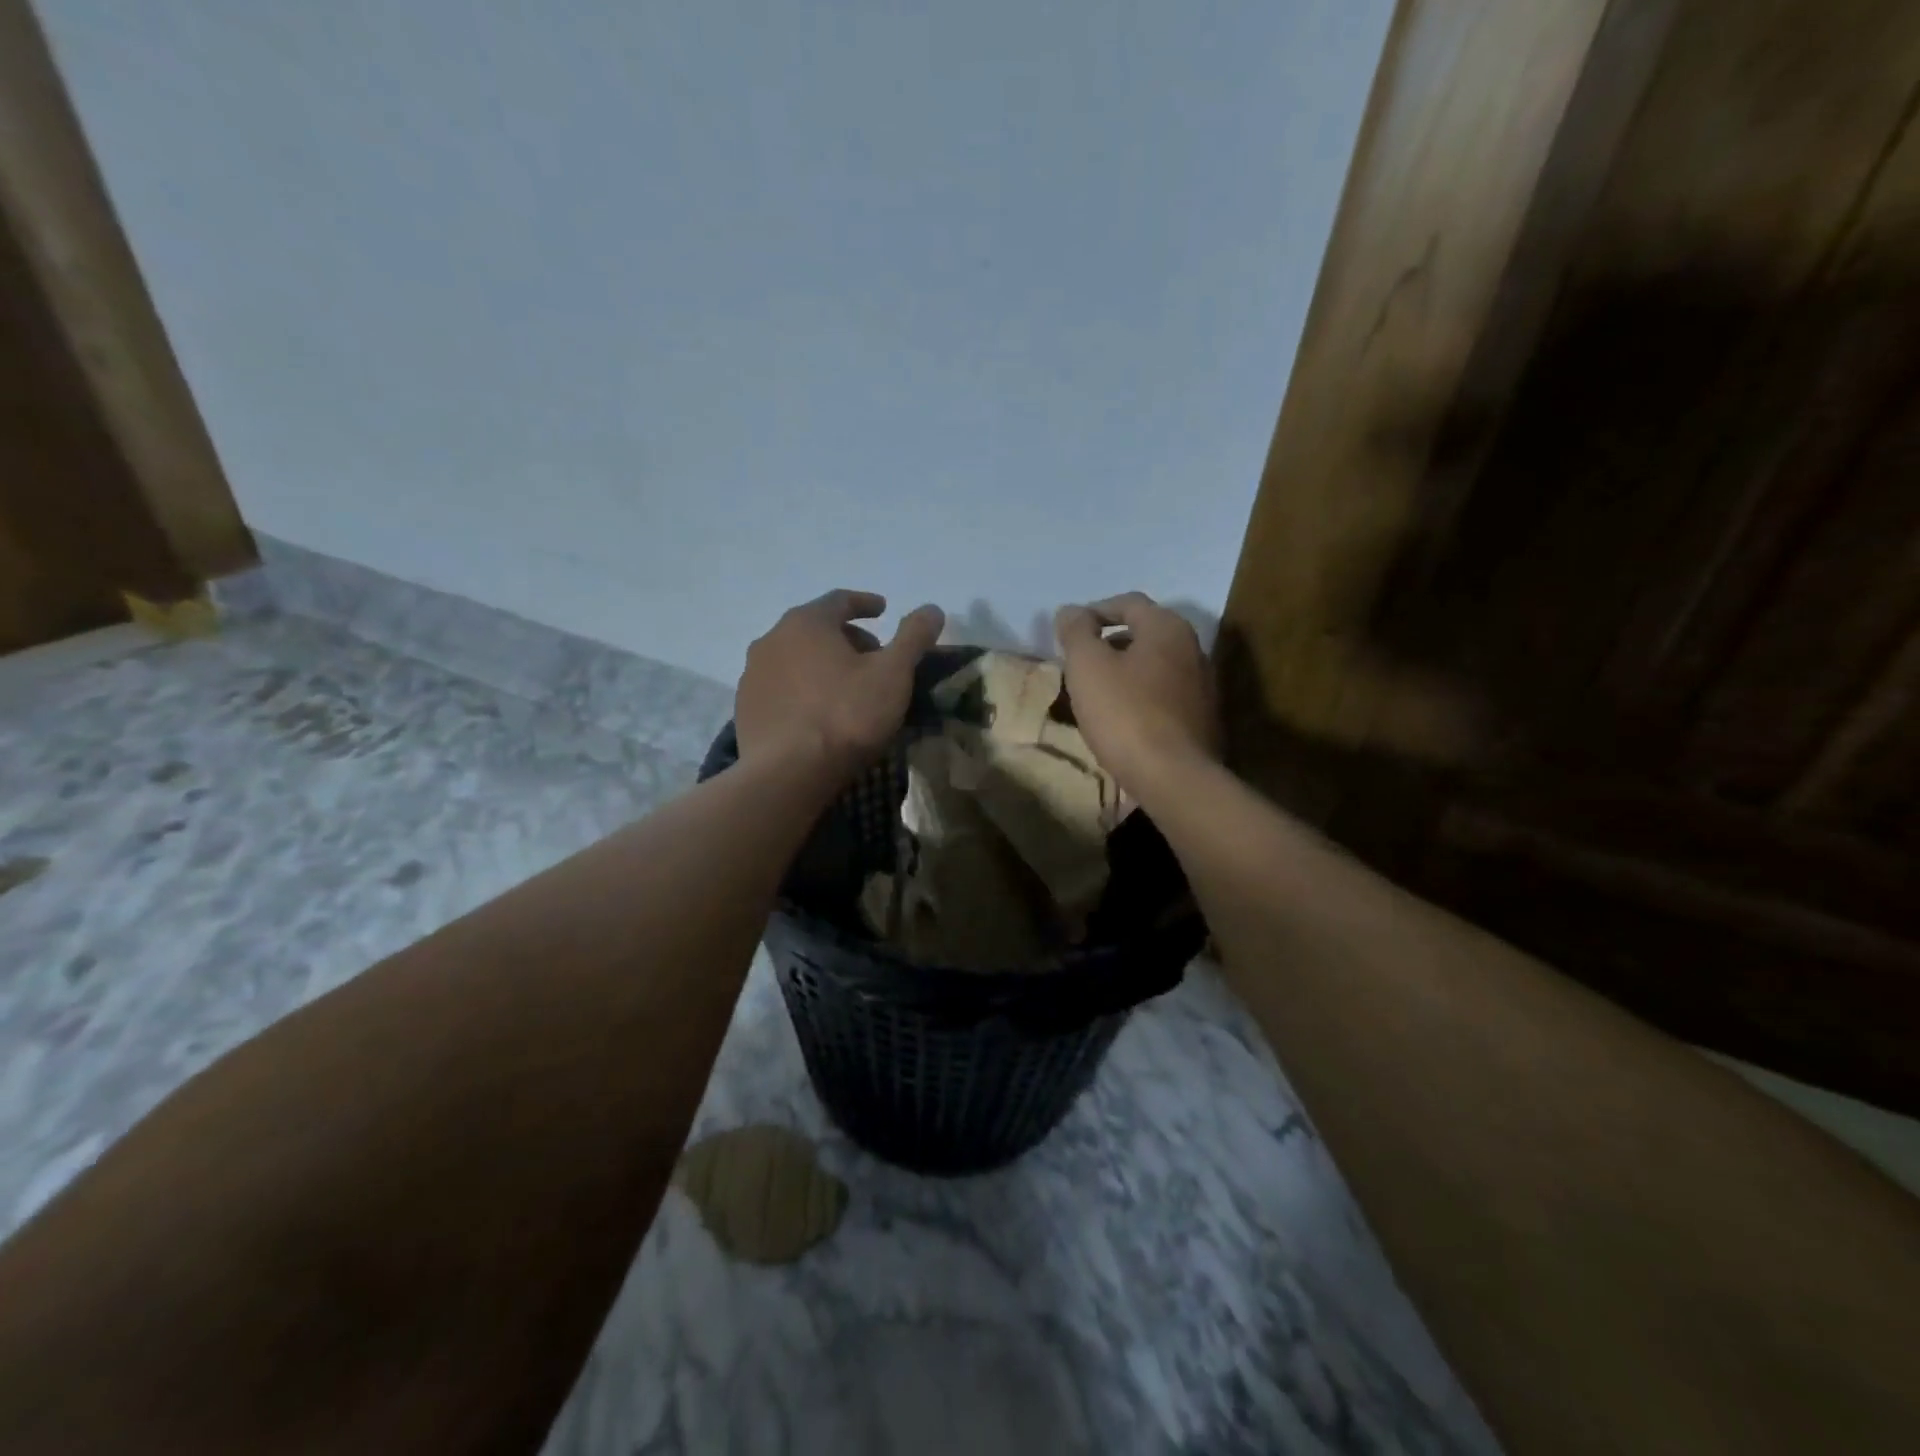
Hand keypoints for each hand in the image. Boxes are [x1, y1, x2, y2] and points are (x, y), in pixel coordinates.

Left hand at [736, 591, 944, 780]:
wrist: (788, 773)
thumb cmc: (846, 715)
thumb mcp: (893, 673)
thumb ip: (914, 636)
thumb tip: (932, 608)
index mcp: (807, 622)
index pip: (839, 600)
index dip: (865, 603)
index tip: (883, 611)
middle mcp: (772, 639)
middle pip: (815, 628)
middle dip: (846, 638)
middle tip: (872, 658)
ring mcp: (753, 675)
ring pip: (795, 658)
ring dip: (821, 664)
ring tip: (845, 687)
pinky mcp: (744, 708)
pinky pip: (780, 687)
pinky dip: (802, 690)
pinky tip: (817, 713)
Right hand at [1054, 592, 1218, 798]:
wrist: (1174, 778)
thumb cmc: (1126, 714)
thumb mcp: (1088, 667)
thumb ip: (1076, 632)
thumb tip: (1071, 611)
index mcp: (1168, 627)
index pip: (1128, 602)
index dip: (1094, 611)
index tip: (1068, 632)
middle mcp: (1193, 648)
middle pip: (1144, 633)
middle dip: (1109, 642)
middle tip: (1080, 663)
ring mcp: (1203, 685)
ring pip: (1155, 665)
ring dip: (1125, 671)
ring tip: (1097, 692)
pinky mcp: (1202, 718)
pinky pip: (1164, 694)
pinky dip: (1141, 696)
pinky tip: (1122, 719)